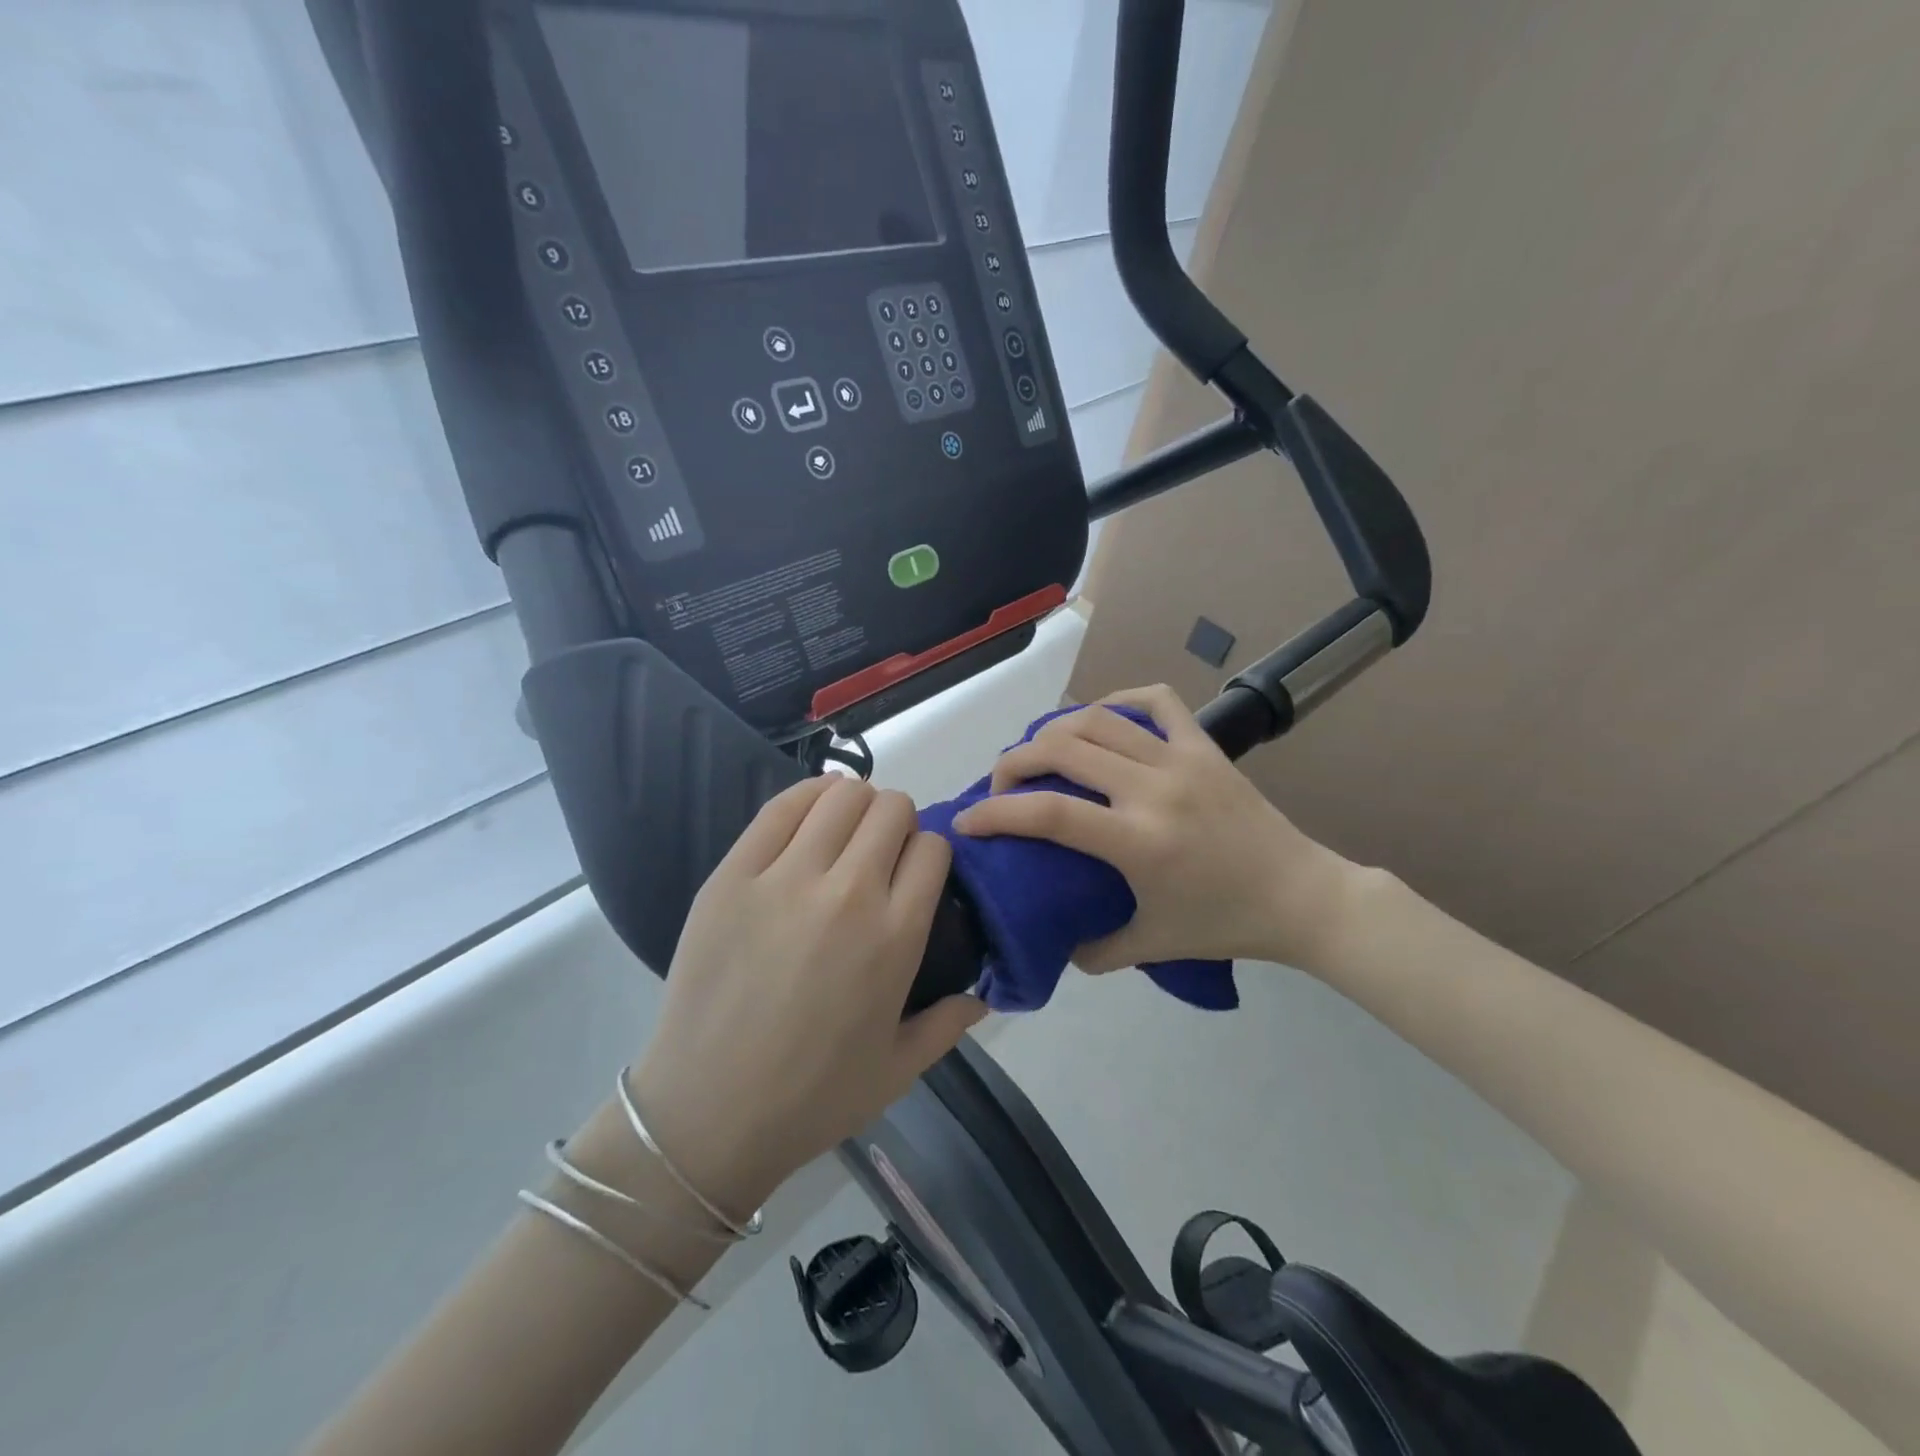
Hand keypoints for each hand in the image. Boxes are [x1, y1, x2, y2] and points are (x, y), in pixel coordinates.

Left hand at [630, 776, 984, 1215]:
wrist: (706, 1116)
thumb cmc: (812, 1098)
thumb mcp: (899, 1070)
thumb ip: (949, 1024)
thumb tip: (984, 996)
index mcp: (896, 936)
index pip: (933, 848)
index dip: (930, 854)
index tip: (915, 875)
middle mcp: (848, 893)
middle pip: (892, 809)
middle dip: (897, 823)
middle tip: (879, 855)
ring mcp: (785, 878)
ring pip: (841, 794)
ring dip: (855, 804)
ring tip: (843, 835)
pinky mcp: (734, 874)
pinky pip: (781, 805)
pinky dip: (807, 797)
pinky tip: (810, 817)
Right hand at [953, 685, 1353, 974]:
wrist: (1302, 896)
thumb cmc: (1226, 923)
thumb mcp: (1152, 946)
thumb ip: (1096, 949)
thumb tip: (1057, 944)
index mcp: (1138, 842)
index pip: (1048, 813)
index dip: (996, 813)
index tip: (967, 822)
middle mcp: (1153, 789)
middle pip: (1062, 749)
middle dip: (1014, 761)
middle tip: (1001, 783)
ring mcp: (1181, 759)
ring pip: (1098, 719)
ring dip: (1054, 729)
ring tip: (1040, 752)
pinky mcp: (1205, 745)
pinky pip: (1155, 701)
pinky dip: (1119, 699)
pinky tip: (1101, 717)